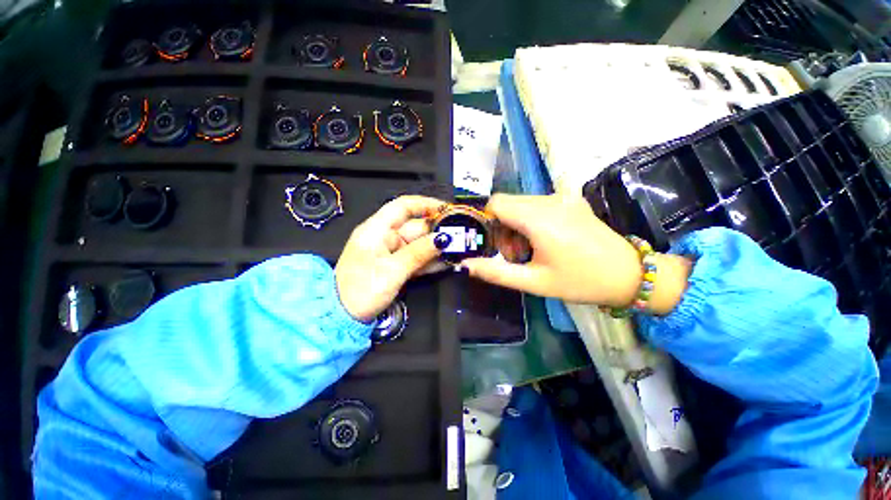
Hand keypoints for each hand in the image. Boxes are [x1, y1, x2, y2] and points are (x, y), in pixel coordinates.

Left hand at [336, 195, 451, 321]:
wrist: (342, 317)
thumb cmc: (361, 290)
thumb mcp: (392, 270)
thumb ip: (419, 253)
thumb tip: (443, 239)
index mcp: (377, 229)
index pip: (402, 206)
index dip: (425, 204)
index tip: (446, 209)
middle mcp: (384, 237)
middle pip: (414, 226)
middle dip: (436, 231)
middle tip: (460, 236)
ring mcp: (390, 252)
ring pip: (417, 244)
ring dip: (436, 247)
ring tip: (457, 250)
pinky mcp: (395, 266)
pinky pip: (415, 258)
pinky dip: (429, 260)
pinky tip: (446, 262)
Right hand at [462, 194, 691, 313]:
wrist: (628, 275)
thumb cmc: (580, 282)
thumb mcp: (534, 282)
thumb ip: (496, 273)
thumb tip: (465, 265)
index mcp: (540, 218)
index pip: (496, 203)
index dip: (488, 222)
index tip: (495, 245)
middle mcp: (550, 200)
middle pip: (507, 204)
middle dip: (502, 229)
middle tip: (515, 256)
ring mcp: (563, 197)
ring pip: (520, 204)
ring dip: (516, 226)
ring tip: (529, 251)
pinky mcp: (570, 199)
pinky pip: (537, 204)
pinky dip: (530, 221)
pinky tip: (543, 241)